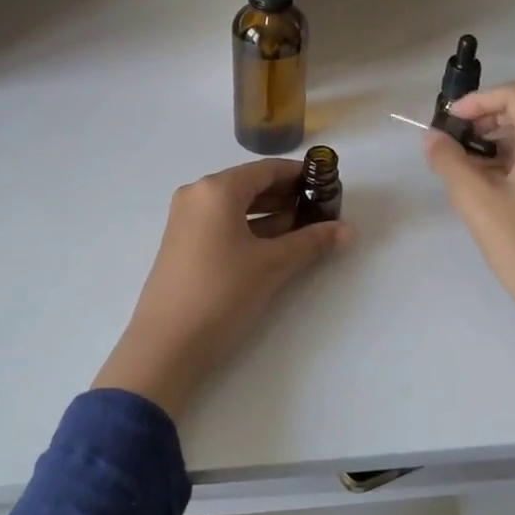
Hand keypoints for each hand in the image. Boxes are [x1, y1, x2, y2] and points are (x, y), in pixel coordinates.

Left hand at [94, 159, 352, 416]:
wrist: (166, 345)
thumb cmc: (222, 292)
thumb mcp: (272, 265)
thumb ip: (311, 242)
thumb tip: (348, 230)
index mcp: (216, 189)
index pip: (267, 169)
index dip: (299, 175)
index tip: (327, 186)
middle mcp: (197, 195)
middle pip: (250, 185)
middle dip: (287, 196)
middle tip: (321, 210)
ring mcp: (186, 219)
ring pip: (237, 206)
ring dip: (271, 214)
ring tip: (306, 229)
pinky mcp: (183, 243)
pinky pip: (223, 223)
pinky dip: (250, 229)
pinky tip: (276, 245)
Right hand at [423, 85, 514, 336]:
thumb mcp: (476, 201)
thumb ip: (449, 161)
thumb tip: (432, 137)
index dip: (479, 100)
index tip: (451, 121)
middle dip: (488, 115)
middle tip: (457, 138)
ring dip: (499, 136)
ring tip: (467, 161)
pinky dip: (512, 156)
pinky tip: (488, 182)